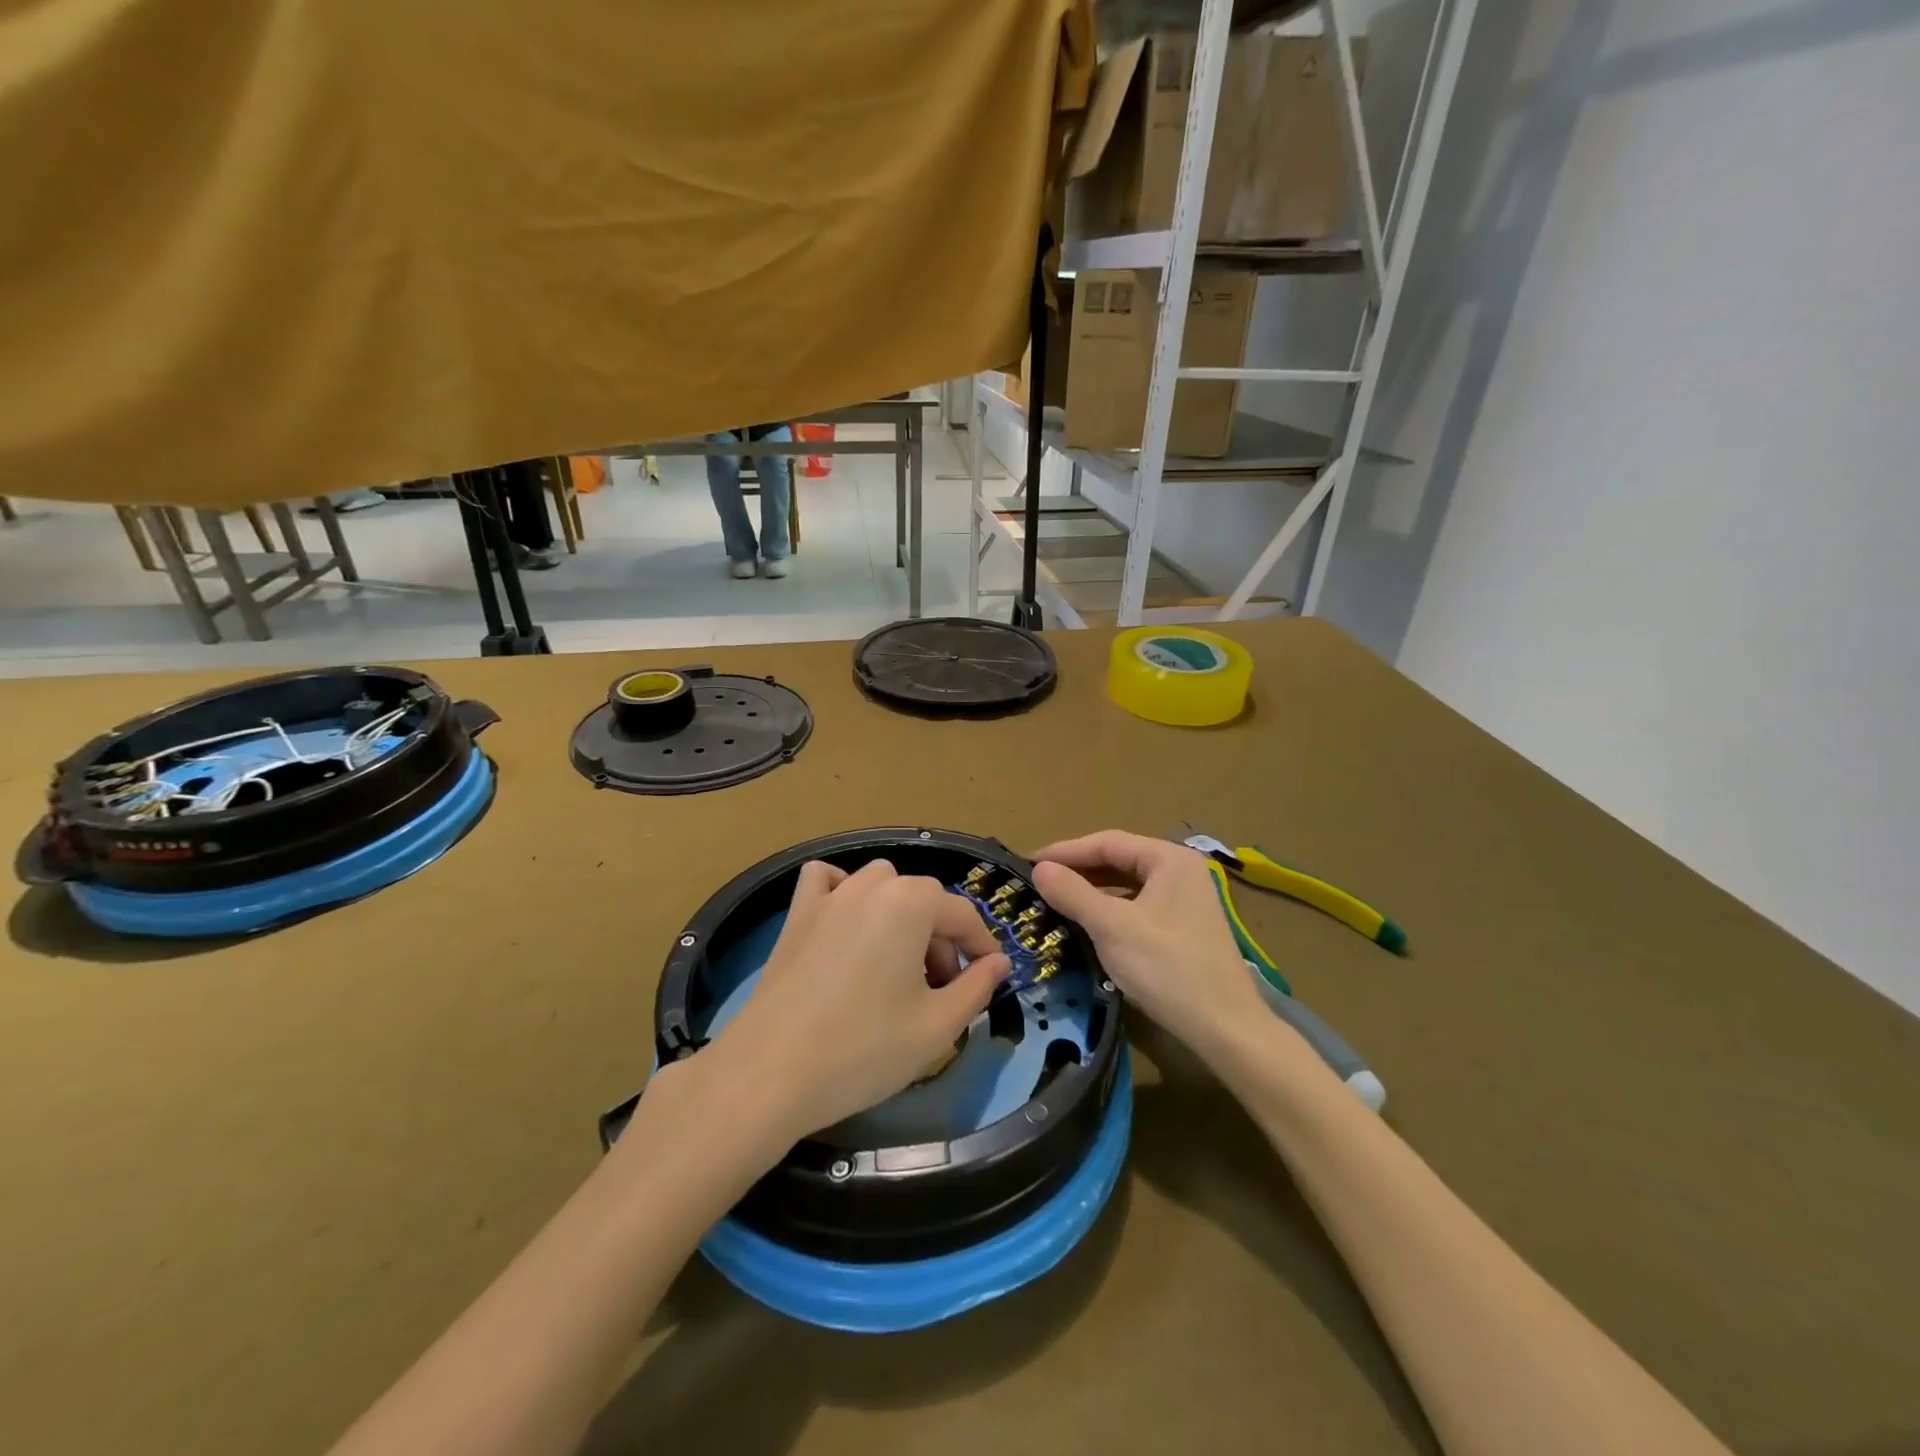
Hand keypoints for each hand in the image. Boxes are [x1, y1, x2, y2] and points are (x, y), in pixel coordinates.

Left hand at [696, 859, 1012, 1145]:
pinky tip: (847, 924)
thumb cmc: (864, 1049)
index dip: (982, 947)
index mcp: (911, 903)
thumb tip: (999, 962)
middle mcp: (871, 886)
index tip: (988, 979)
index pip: (963, 914)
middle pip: (923, 899)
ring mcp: (829, 897)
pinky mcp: (796, 916)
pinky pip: (826, 882)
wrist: (769, 1073)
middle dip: (941, 938)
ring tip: (898, 965)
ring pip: (880, 885)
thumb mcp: (937, 1027)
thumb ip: (977, 987)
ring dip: (900, 915)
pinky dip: (843, 891)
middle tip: (940, 990)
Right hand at [1032, 830, 1269, 1058]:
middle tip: (1038, 883)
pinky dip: (1110, 911)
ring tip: (1056, 901)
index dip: (1065, 851)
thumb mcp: (1112, 927)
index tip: (1028, 863)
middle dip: (1078, 870)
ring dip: (1091, 891)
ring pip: (1127, 885)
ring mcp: (1186, 900)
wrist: (1225, 1028)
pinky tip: (1088, 925)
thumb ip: (1073, 893)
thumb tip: (1040, 869)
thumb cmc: (1167, 968)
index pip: (1107, 842)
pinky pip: (1137, 906)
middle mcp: (1181, 870)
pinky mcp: (1184, 927)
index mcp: (1169, 859)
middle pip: (1119, 860)